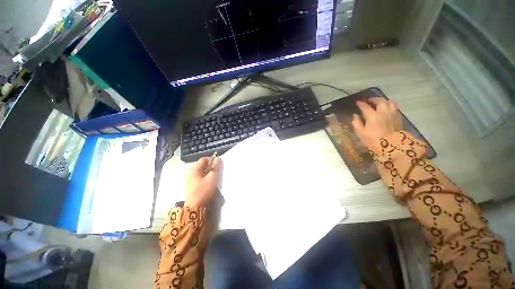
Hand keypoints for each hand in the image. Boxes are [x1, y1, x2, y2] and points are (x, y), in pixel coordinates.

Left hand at [184, 157, 221, 206]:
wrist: (195, 207)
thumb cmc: (204, 191)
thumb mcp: (212, 178)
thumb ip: (215, 167)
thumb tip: (218, 158)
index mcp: (193, 169)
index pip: (203, 159)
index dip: (212, 160)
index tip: (218, 165)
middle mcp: (189, 172)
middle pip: (201, 165)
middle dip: (210, 167)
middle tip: (217, 172)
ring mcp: (188, 179)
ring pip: (200, 171)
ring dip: (208, 172)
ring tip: (213, 177)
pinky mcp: (189, 185)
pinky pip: (198, 177)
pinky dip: (204, 177)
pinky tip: (208, 182)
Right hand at [352, 97, 402, 152]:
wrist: (392, 146)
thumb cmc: (373, 140)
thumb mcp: (360, 133)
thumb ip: (356, 123)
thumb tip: (355, 116)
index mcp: (372, 115)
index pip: (365, 106)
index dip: (361, 104)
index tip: (357, 102)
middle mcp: (383, 112)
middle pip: (380, 101)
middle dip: (373, 99)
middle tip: (369, 100)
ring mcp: (392, 113)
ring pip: (389, 102)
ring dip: (383, 100)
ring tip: (379, 102)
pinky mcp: (398, 117)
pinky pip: (394, 107)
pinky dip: (389, 105)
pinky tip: (387, 108)